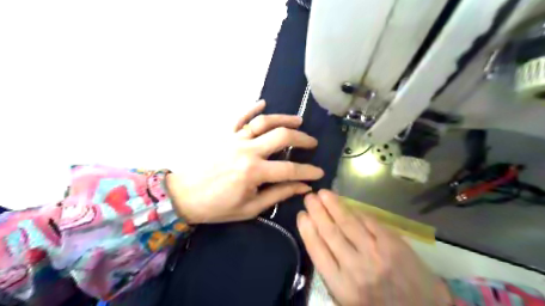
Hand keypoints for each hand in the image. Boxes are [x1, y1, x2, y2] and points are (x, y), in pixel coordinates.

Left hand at [166, 102, 322, 223]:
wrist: (182, 196)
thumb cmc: (217, 207)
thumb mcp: (250, 208)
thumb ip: (277, 194)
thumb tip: (302, 187)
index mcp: (254, 172)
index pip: (290, 169)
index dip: (308, 171)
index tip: (319, 173)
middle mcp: (247, 150)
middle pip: (281, 136)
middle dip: (302, 139)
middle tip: (312, 143)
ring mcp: (234, 139)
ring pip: (263, 122)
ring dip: (283, 119)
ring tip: (298, 121)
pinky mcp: (224, 134)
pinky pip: (239, 116)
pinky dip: (251, 108)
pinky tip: (262, 102)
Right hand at [297, 190, 447, 303]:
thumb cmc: (378, 304)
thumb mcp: (347, 299)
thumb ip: (332, 271)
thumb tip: (318, 239)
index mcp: (341, 285)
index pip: (317, 250)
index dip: (307, 229)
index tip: (302, 215)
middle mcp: (355, 267)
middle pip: (330, 232)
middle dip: (317, 211)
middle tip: (309, 197)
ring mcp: (376, 252)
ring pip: (348, 223)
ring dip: (333, 205)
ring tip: (323, 193)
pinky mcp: (392, 242)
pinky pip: (369, 221)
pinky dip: (356, 210)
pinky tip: (346, 203)